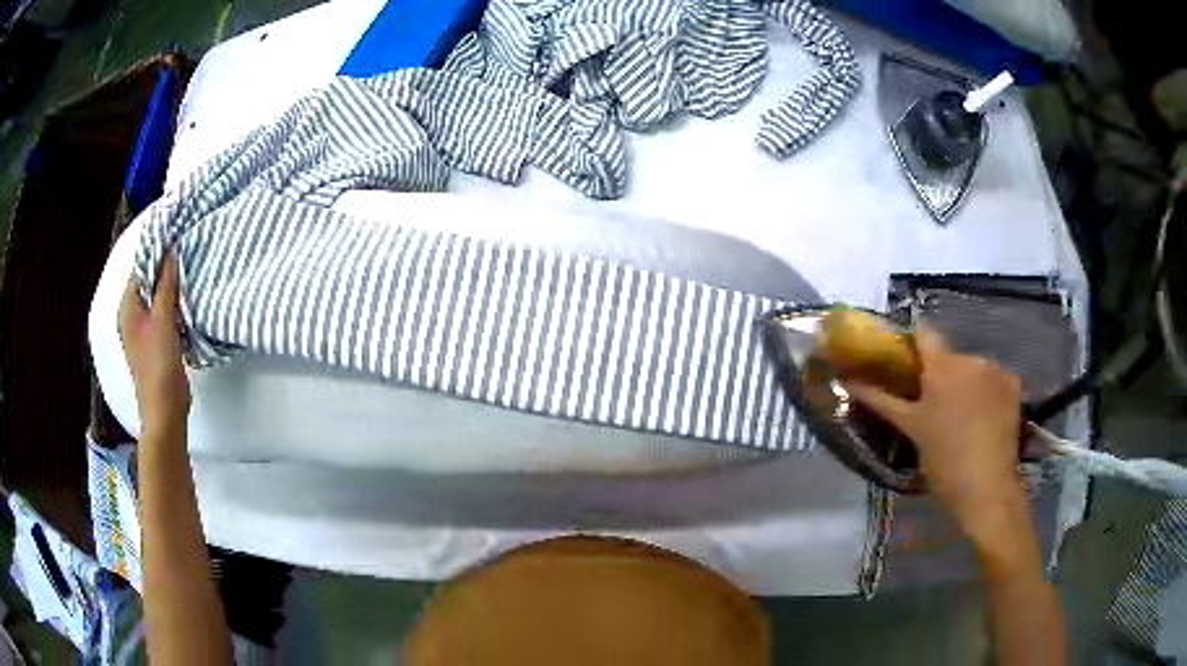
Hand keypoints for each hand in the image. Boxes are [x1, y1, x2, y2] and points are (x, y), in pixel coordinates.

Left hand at [120, 254, 190, 437]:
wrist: (165, 410)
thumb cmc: (158, 364)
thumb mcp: (163, 320)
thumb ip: (166, 285)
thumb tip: (171, 252)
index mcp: (128, 309)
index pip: (140, 269)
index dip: (156, 253)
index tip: (176, 238)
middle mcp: (133, 317)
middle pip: (149, 284)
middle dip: (166, 270)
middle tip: (187, 253)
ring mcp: (145, 332)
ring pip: (158, 300)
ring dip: (172, 289)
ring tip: (191, 273)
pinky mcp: (158, 344)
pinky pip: (166, 316)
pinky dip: (175, 307)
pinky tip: (188, 302)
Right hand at [845, 328, 1030, 553]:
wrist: (987, 487)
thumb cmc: (943, 460)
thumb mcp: (911, 429)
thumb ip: (882, 401)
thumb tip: (849, 381)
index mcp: (942, 366)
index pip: (924, 333)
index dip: (913, 341)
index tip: (905, 358)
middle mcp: (970, 357)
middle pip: (950, 356)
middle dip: (941, 374)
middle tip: (934, 405)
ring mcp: (996, 369)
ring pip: (973, 369)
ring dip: (966, 383)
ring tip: (962, 416)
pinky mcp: (1014, 384)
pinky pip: (994, 380)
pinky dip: (987, 392)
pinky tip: (985, 417)